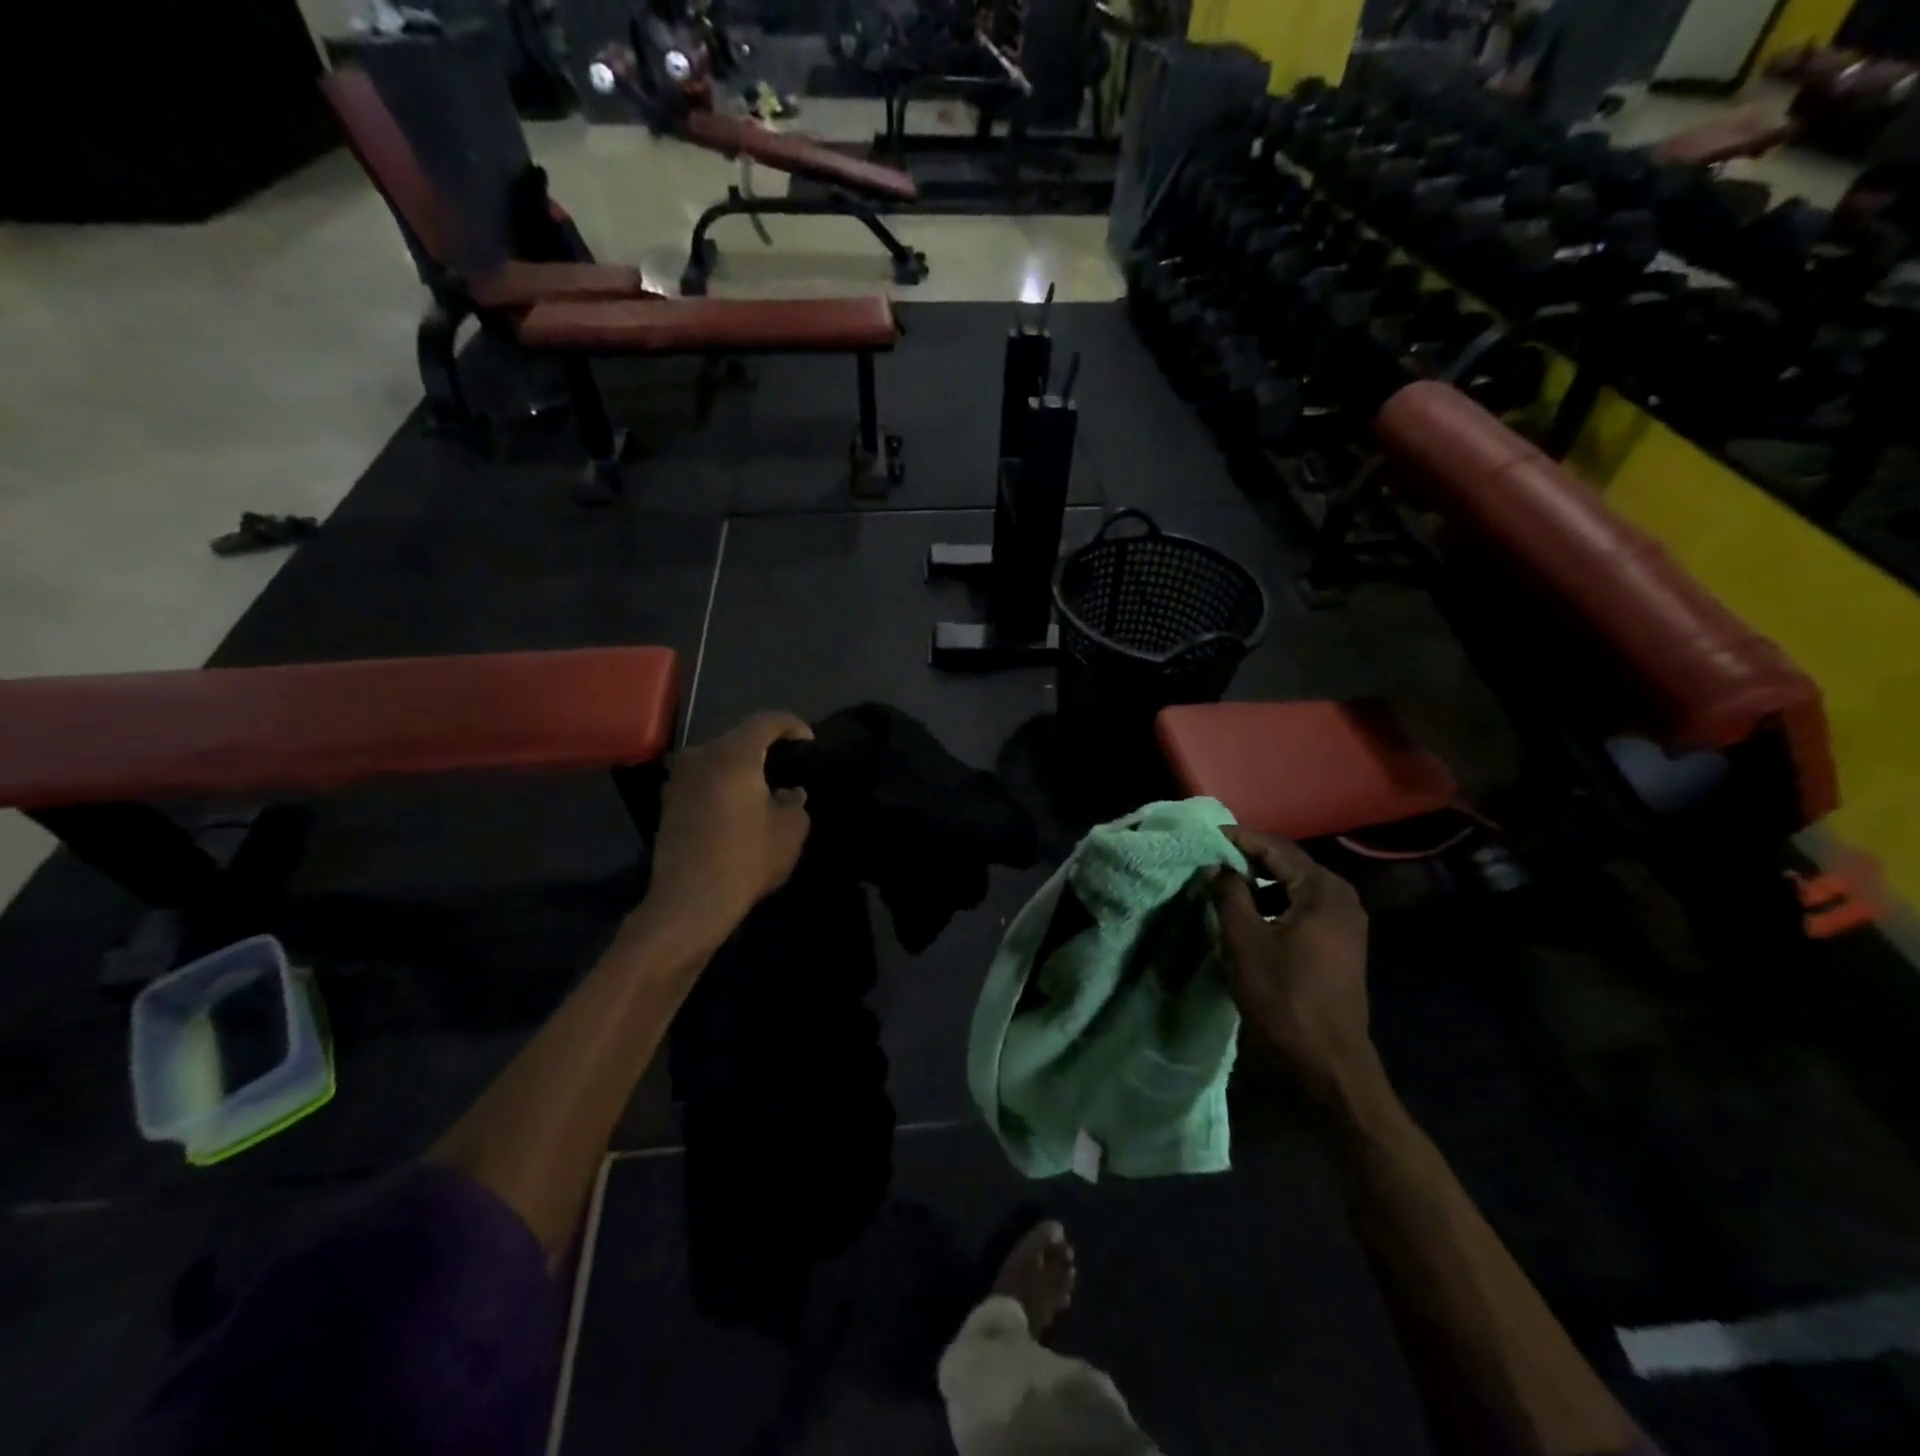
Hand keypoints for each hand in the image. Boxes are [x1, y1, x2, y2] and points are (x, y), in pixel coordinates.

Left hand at [644, 712, 812, 943]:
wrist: (690, 902)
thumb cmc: (746, 859)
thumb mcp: (790, 830)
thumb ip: (795, 801)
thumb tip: (789, 792)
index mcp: (734, 755)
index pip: (766, 721)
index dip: (792, 725)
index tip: (808, 742)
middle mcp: (701, 756)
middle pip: (739, 737)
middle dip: (766, 746)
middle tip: (789, 766)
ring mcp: (679, 779)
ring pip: (718, 758)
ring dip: (742, 766)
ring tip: (764, 787)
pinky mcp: (668, 802)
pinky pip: (703, 779)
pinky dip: (723, 783)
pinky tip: (738, 806)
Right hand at [1212, 827, 1380, 1109]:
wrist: (1327, 1061)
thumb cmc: (1284, 995)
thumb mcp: (1244, 939)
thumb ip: (1228, 893)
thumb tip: (1217, 866)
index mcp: (1323, 890)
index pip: (1275, 848)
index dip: (1238, 839)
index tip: (1204, 836)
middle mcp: (1341, 898)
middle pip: (1287, 864)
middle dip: (1247, 859)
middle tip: (1210, 858)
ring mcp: (1345, 922)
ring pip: (1293, 887)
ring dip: (1259, 883)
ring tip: (1222, 885)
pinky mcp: (1340, 943)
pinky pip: (1301, 908)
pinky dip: (1273, 904)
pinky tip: (1248, 914)